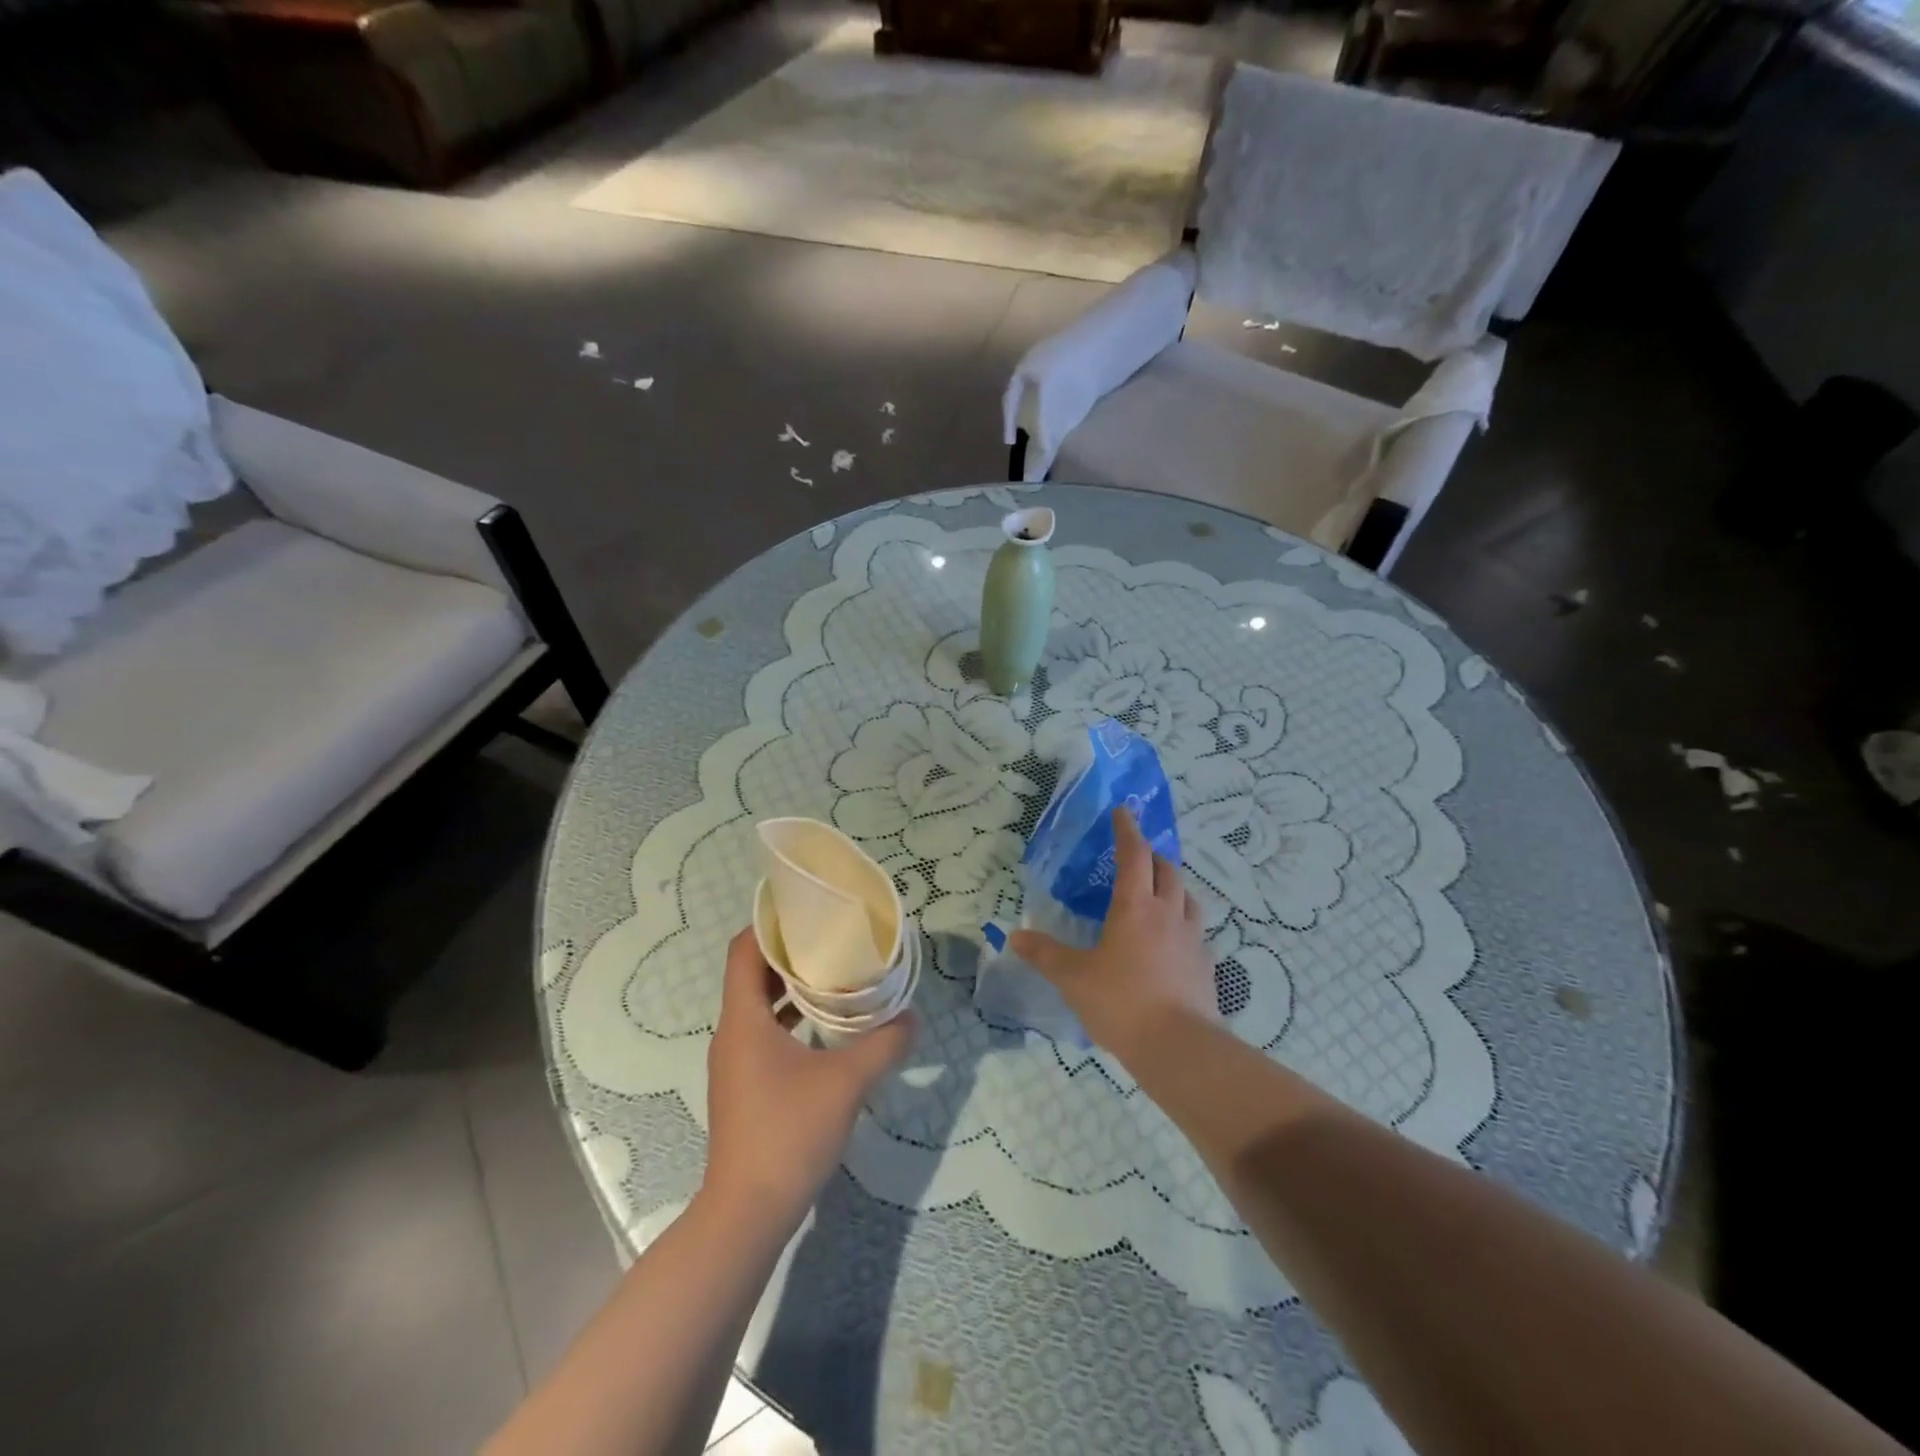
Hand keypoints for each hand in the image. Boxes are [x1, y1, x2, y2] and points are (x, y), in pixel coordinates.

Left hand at [703, 929, 915, 1230]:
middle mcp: (732, 1033)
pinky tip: (827, 1026)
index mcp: (744, 1020)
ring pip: (759, 1006)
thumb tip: (912, 1016)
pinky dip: (791, 1018)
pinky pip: (765, 1033)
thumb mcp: (846, 1083)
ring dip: (792, 986)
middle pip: (753, 974)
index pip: (743, 951)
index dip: (768, 924)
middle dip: (790, 951)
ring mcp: (736, 1062)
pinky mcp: (745, 1085)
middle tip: (832, 936)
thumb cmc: (788, 1133)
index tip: (805, 909)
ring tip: (835, 972)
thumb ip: (883, 1044)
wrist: (747, 1214)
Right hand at [1010, 807, 1217, 1060]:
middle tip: (1138, 856)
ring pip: (1188, 897)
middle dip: (1152, 856)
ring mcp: (1192, 938)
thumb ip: (1045, 954)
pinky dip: (1183, 922)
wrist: (1178, 1047)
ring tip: (1159, 892)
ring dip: (1173, 886)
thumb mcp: (1073, 978)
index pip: (1133, 855)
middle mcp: (1168, 913)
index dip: (1127, 830)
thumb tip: (1014, 936)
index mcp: (1135, 906)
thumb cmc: (1120, 1002)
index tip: (1122, 811)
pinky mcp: (1206, 965)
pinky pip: (1196, 930)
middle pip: (1167, 870)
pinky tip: (1174, 939)